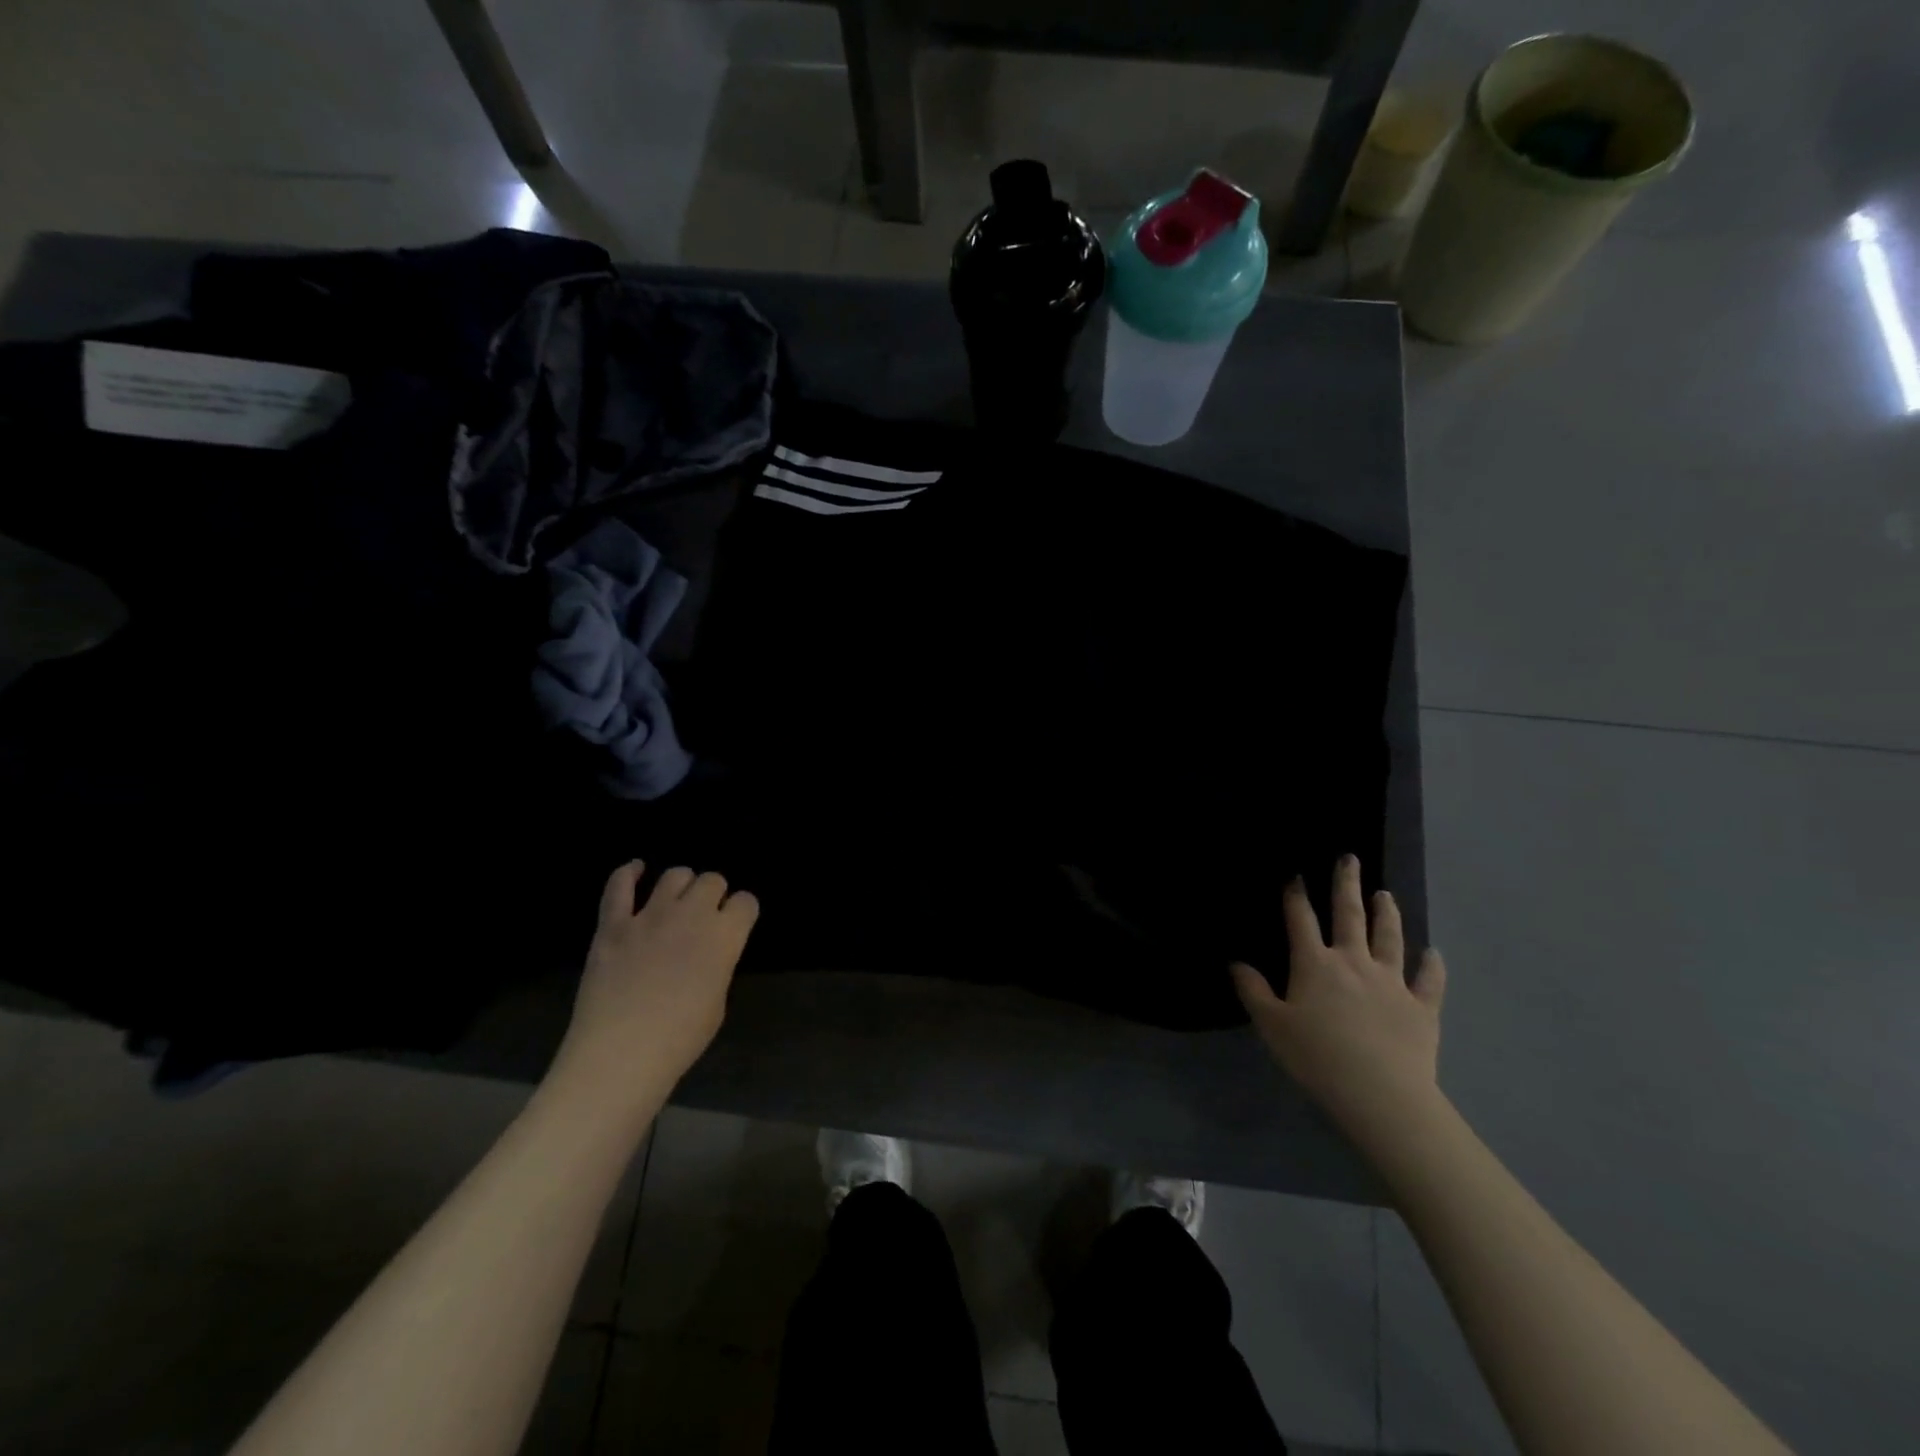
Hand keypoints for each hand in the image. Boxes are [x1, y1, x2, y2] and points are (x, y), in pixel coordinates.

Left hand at [554, 862, 759, 1099]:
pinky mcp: (613, 924)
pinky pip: (620, 886)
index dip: (741, 911)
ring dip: (682, 884)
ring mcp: (650, 915)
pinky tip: (636, 870)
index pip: (746, 901)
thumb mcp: (718, 1002)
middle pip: (712, 880)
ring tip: (676, 900)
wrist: (620, 1055)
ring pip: (675, 875)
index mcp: (725, 936)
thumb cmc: (680, 1039)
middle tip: (705, 916)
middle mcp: (692, 915)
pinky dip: (629, 873)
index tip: (735, 924)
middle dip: (714, 894)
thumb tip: (708, 953)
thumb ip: (717, 964)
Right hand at [1231, 855, 1446, 1139]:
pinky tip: (1434, 953)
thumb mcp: (1272, 1025)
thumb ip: (1253, 991)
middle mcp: (1353, 962)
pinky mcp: (1422, 1008)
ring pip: (1390, 939)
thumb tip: (1237, 963)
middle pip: (1350, 915)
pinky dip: (1432, 965)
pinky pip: (1429, 981)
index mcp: (1315, 964)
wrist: (1381, 1095)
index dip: (1296, 895)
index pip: (1301, 919)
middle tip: (1350, 858)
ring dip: (1387, 914)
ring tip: (1386, 894)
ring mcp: (1392, 982)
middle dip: (1347, 885)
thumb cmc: (1317, 1057)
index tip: (1295, 873)